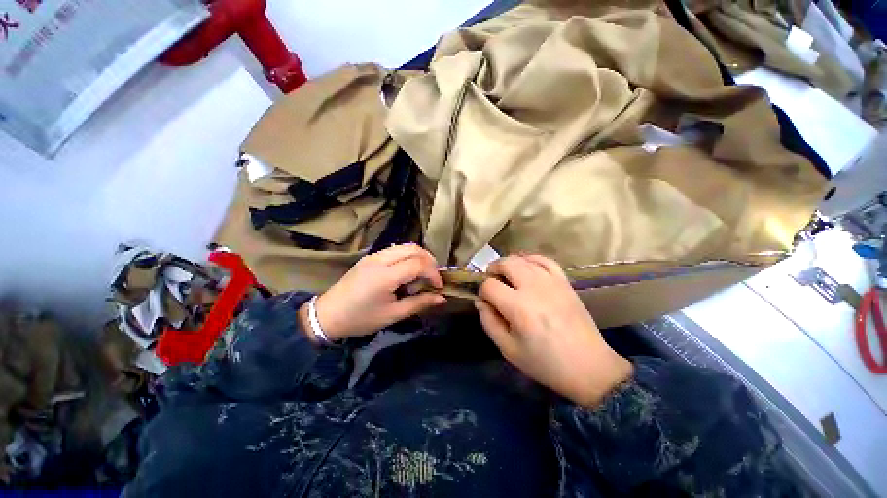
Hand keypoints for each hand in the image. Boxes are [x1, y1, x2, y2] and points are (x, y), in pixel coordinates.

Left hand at [299, 244, 445, 341]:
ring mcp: (374, 255)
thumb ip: (419, 303)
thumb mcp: (393, 314)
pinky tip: (406, 273)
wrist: (327, 315)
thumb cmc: (361, 318)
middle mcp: (380, 259)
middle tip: (432, 279)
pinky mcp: (370, 256)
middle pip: (414, 248)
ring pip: (405, 246)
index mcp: (385, 275)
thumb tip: (442, 298)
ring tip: (420, 277)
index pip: (418, 264)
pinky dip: (408, 257)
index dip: (433, 273)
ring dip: (419, 258)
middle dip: (429, 261)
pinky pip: (396, 250)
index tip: (438, 287)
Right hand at [475, 255, 632, 406]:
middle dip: (493, 269)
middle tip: (492, 282)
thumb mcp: (508, 349)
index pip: (490, 285)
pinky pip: (544, 260)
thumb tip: (480, 301)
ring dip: (509, 264)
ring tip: (506, 276)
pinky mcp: (564, 282)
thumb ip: (489, 322)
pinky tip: (526, 267)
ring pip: (523, 259)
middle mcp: (534, 288)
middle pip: (505, 263)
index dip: (482, 291)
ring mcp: (552, 282)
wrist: (588, 367)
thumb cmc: (545, 363)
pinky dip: (531, 259)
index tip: (485, 300)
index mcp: (518, 308)